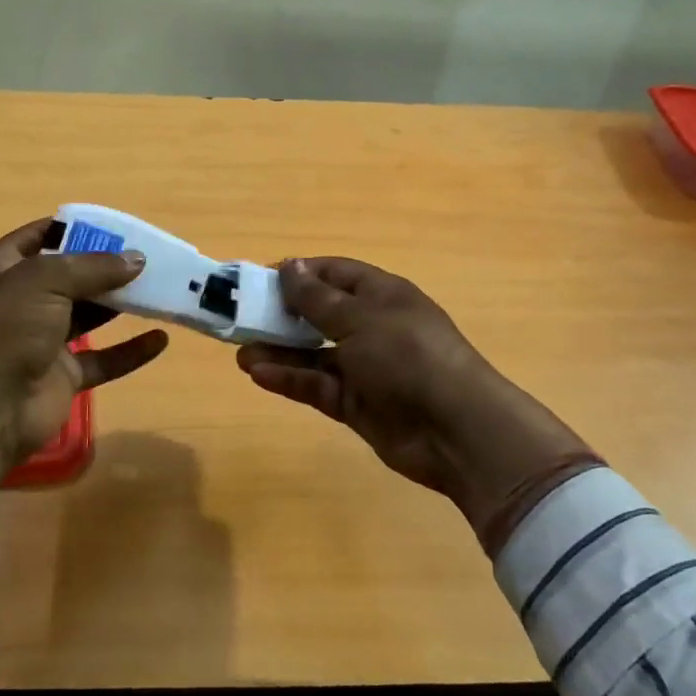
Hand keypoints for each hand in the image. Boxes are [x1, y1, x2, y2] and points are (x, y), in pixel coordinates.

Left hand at [0, 220, 169, 543]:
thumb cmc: (5, 328)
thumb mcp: (45, 280)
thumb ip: (93, 267)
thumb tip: (137, 259)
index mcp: (3, 270)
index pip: (39, 238)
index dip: (74, 229)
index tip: (116, 227)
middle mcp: (22, 302)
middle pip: (70, 278)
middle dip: (106, 268)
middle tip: (148, 259)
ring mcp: (42, 341)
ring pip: (89, 317)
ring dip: (121, 305)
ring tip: (160, 289)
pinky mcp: (62, 377)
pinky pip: (102, 360)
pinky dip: (130, 351)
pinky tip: (160, 339)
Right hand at [236, 259, 600, 553]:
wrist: (455, 429)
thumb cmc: (407, 355)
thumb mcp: (360, 318)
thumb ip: (317, 298)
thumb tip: (289, 266)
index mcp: (381, 295)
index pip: (334, 274)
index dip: (299, 274)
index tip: (260, 280)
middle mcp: (372, 328)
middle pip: (319, 315)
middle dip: (282, 316)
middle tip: (242, 319)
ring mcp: (365, 368)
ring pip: (313, 355)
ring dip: (279, 352)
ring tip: (241, 353)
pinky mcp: (356, 405)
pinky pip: (317, 386)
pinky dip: (291, 380)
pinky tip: (259, 375)